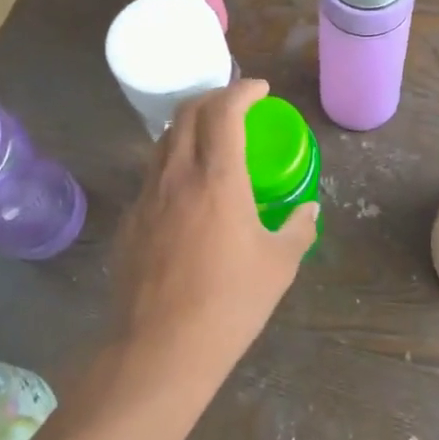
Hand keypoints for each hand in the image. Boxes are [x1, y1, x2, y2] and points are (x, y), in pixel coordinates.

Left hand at [111, 80, 318, 383]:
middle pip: (187, 113)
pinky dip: (173, 163)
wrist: (160, 349)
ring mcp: (146, 197)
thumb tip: (308, 210)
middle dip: (213, 98)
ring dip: (189, 127)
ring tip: (210, 140)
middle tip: (235, 106)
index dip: (242, 90)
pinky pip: (151, 175)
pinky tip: (186, 191)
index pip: (224, 111)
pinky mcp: (129, 221)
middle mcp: (177, 175)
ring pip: (164, 141)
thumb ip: (298, 229)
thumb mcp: (279, 265)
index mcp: (217, 178)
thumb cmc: (229, 303)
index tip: (260, 90)